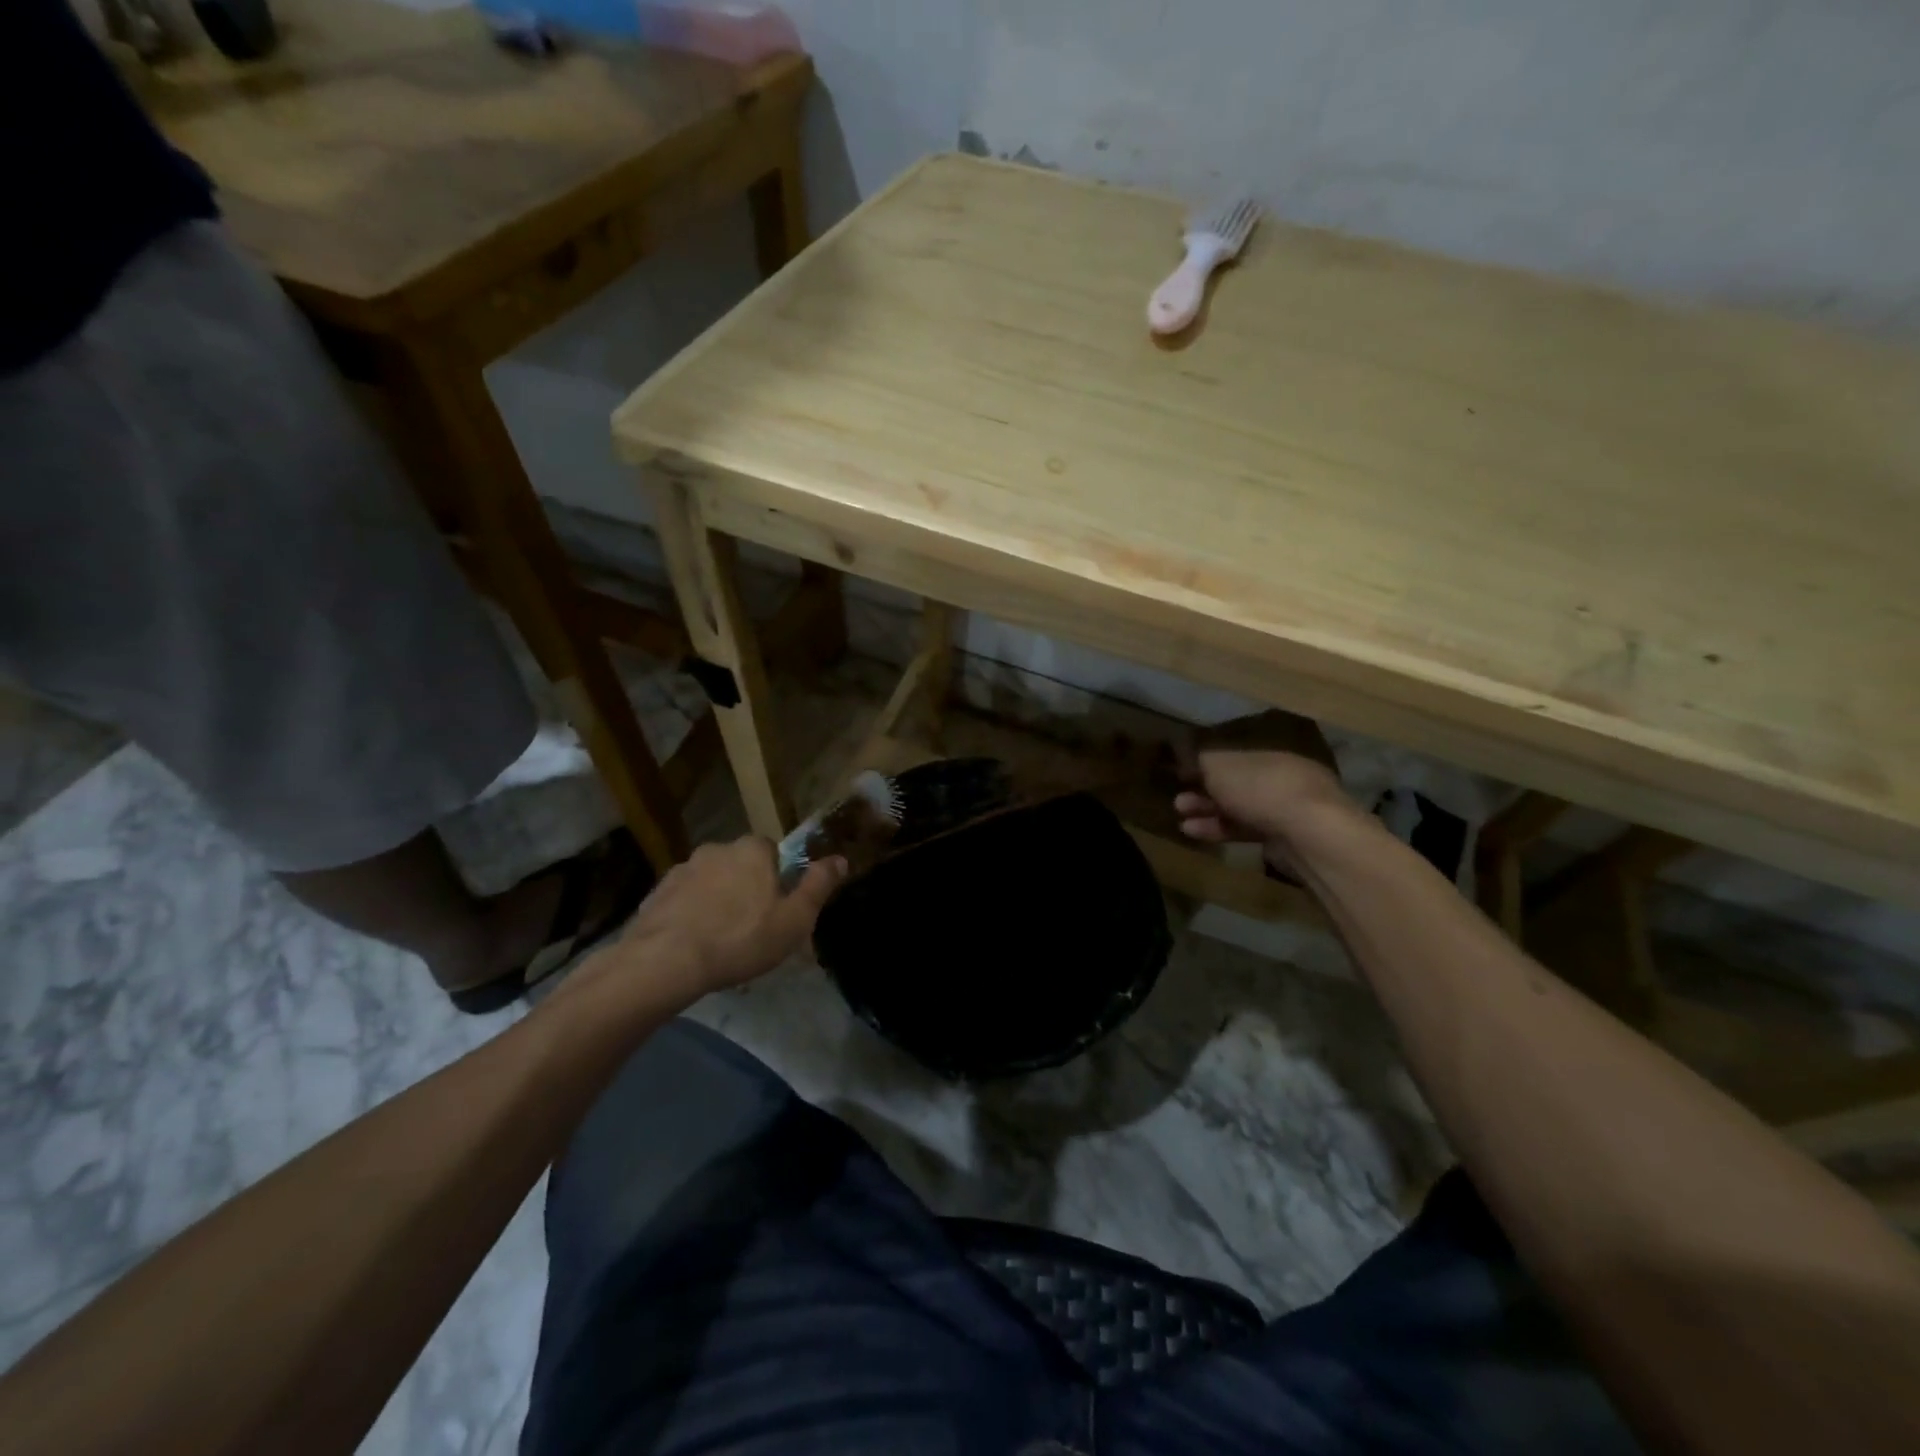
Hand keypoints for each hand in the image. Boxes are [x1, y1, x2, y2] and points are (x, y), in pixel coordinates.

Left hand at [575, 838, 845, 1010]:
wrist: (665, 961)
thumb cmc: (741, 938)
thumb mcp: (794, 919)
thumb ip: (818, 885)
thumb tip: (840, 858)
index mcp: (752, 850)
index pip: (772, 851)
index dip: (777, 878)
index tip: (777, 906)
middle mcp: (716, 849)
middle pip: (739, 865)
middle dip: (745, 888)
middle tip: (751, 927)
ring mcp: (682, 869)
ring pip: (709, 882)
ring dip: (715, 901)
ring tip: (719, 940)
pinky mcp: (656, 894)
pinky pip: (682, 900)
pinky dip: (689, 915)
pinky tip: (692, 944)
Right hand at [1175, 749, 1355, 873]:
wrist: (1308, 834)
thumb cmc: (1261, 789)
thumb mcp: (1221, 767)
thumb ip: (1203, 762)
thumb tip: (1193, 759)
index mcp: (1271, 755)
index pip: (1234, 758)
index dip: (1206, 766)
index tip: (1181, 777)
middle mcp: (1281, 779)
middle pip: (1236, 785)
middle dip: (1205, 793)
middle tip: (1179, 803)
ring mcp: (1286, 812)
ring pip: (1240, 810)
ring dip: (1209, 814)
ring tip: (1182, 823)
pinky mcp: (1284, 841)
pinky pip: (1246, 832)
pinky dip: (1221, 832)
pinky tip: (1198, 834)